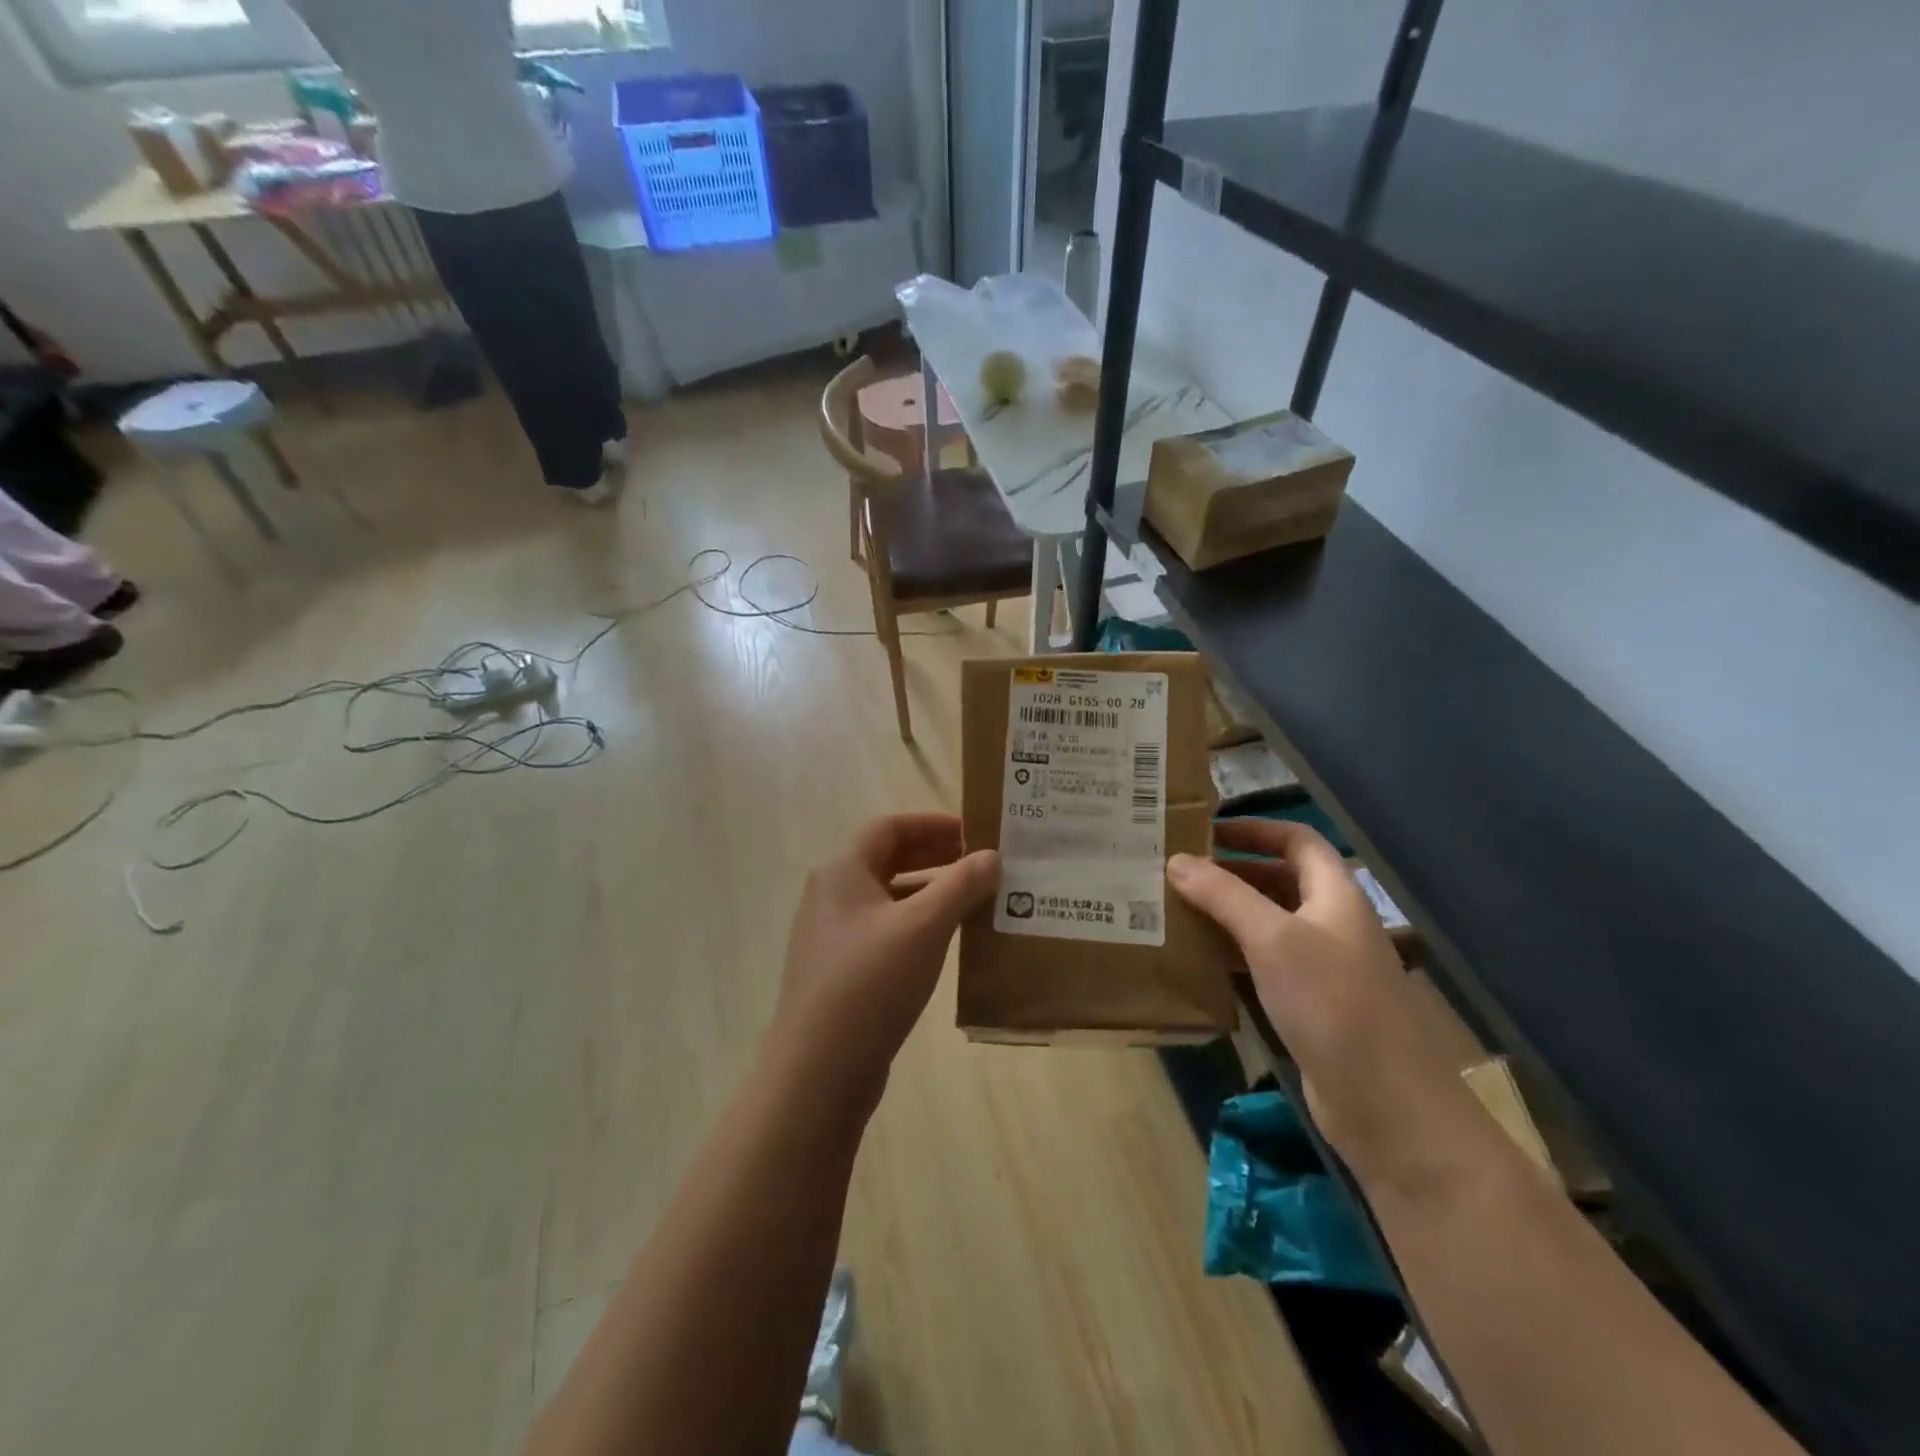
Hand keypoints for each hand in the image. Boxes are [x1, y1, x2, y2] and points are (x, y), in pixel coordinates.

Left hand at [773, 814, 998, 1103]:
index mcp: (843, 871)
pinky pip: (883, 931)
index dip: (932, 824)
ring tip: (972, 901)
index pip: (889, 827)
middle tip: (978, 864)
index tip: (973, 833)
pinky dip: (915, 925)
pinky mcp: (839, 971)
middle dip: (933, 857)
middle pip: (886, 859)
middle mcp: (831, 895)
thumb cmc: (871, 981)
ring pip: (886, 898)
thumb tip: (992, 855)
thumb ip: (961, 885)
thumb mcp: (924, 926)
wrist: (818, 1069)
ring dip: (928, 893)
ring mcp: (832, 936)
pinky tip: (945, 943)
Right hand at [1168, 819, 1483, 1188]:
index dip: (1255, 829)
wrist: (1386, 1105)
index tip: (1205, 829)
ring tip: (1175, 910)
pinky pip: (1264, 965)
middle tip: (1177, 871)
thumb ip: (1223, 895)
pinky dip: (1232, 955)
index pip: (1297, 841)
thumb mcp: (1272, 939)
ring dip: (1226, 914)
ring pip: (1268, 925)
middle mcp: (1330, 924)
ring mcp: (1322, 967)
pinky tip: (1197, 960)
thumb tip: (1176, 859)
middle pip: (1279, 881)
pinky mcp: (1309, 1006)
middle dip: (1231, 872)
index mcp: (1334, 895)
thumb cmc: (1332, 1003)